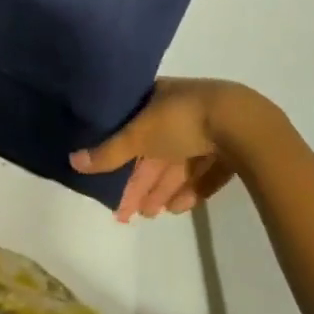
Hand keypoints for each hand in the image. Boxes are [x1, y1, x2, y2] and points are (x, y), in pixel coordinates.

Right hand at [71, 77, 265, 222]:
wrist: (242, 123)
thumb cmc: (183, 120)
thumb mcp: (140, 134)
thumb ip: (110, 151)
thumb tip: (72, 160)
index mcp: (158, 98)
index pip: (133, 128)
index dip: (121, 155)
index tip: (112, 183)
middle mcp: (180, 109)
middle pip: (156, 149)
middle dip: (143, 180)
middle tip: (131, 213)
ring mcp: (208, 127)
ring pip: (179, 162)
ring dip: (164, 188)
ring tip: (154, 215)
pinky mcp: (230, 147)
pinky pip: (204, 170)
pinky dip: (190, 188)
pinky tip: (180, 208)